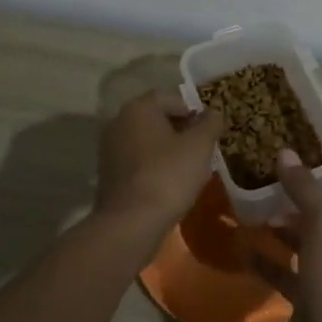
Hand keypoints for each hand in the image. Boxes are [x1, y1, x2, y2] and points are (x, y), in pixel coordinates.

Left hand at [94, 90, 222, 244]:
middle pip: (157, 117)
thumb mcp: (200, 146)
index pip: (172, 98)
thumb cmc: (168, 175)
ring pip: (146, 140)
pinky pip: (136, 160)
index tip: (208, 130)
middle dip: (180, 130)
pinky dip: (152, 165)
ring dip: (166, 149)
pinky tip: (167, 183)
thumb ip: (210, 123)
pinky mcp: (107, 173)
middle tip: (201, 148)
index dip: (194, 111)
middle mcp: (119, 120)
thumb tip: (214, 112)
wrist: (130, 223)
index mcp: (139, 107)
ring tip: (187, 168)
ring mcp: (109, 148)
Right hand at [250, 155, 321, 321]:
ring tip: (254, 209)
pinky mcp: (308, 301)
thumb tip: (287, 153)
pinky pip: (286, 274)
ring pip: (304, 247)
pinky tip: (242, 248)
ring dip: (282, 230)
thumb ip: (304, 188)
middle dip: (303, 203)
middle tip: (274, 182)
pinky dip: (267, 262)